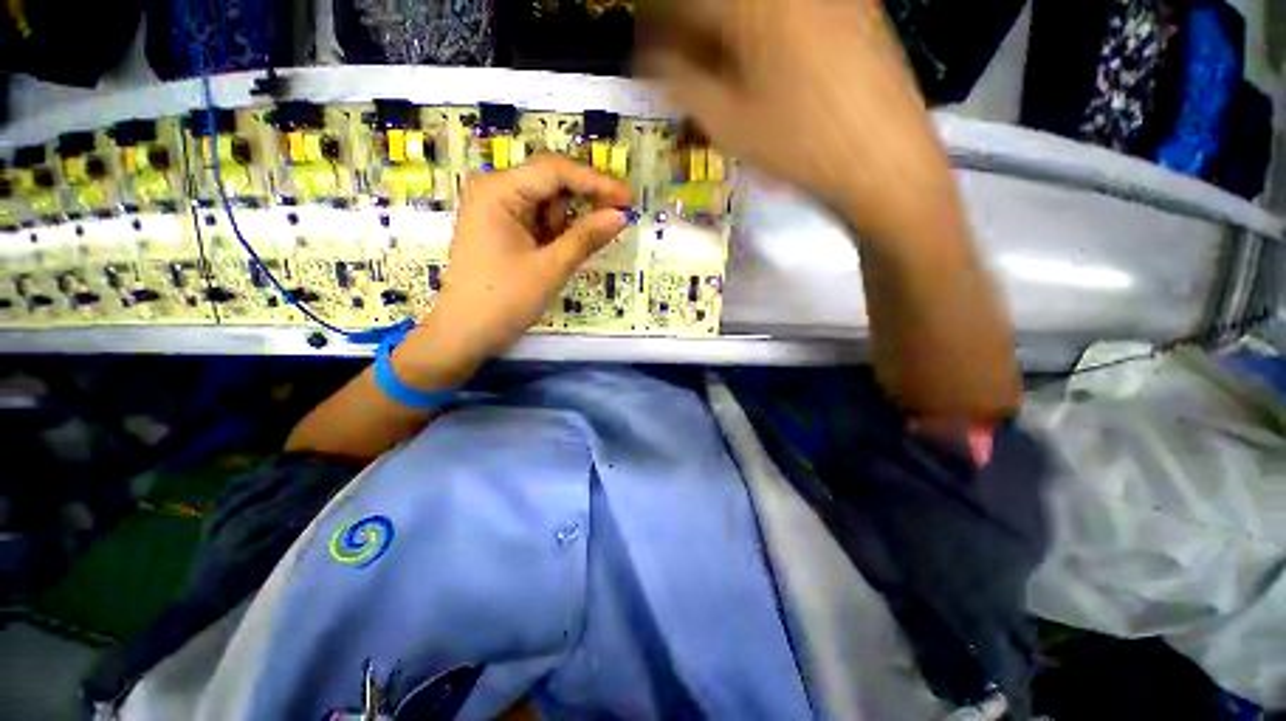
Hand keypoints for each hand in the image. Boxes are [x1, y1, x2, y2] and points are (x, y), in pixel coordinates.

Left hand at [396, 154, 632, 385]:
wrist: (464, 334)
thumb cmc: (504, 301)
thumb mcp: (551, 268)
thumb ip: (586, 237)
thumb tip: (621, 215)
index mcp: (499, 190)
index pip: (556, 171)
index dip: (596, 182)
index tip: (628, 198)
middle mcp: (494, 189)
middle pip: (550, 181)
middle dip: (584, 200)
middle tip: (617, 218)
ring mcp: (495, 208)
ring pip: (546, 202)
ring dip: (568, 221)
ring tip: (570, 251)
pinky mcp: (500, 227)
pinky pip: (537, 219)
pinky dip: (556, 231)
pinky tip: (562, 250)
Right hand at [639, 0, 954, 240]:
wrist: (882, 160)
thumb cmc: (798, 146)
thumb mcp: (725, 121)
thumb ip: (678, 80)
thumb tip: (649, 57)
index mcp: (753, 2)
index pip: (683, 2)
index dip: (655, 23)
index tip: (646, 52)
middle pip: (718, 3)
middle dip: (690, 28)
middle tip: (680, 64)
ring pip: (751, 7)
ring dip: (723, 30)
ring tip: (718, 69)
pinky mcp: (851, 3)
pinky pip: (787, 10)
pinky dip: (759, 29)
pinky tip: (760, 63)